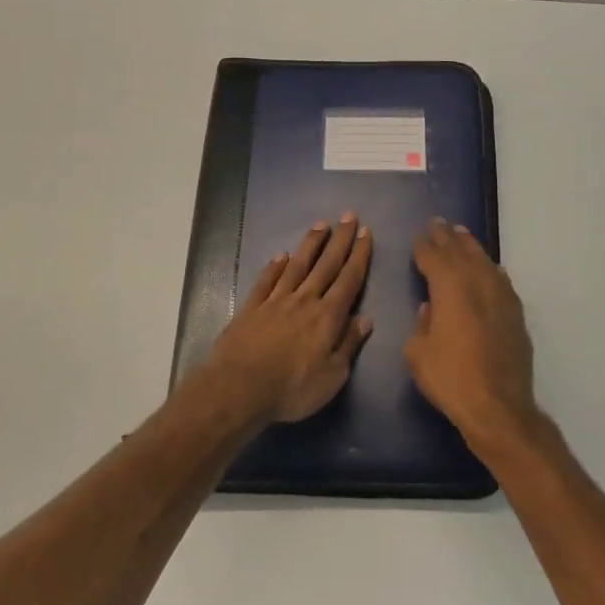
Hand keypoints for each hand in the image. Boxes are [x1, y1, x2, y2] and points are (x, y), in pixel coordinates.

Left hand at [205, 215, 372, 422]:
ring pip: (297, 265)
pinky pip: (266, 280)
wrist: (239, 388)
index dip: (359, 255)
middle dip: (339, 240)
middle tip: (347, 216)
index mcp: (328, 316)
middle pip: (326, 264)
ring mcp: (275, 301)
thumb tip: (366, 319)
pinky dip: (274, 266)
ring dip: (310, 244)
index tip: (365, 233)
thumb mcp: (332, 376)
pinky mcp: (251, 307)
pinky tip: (280, 255)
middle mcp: (304, 300)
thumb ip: (348, 345)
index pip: (349, 279)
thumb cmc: (292, 388)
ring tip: (320, 225)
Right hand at [406, 218, 537, 455]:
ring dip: (470, 246)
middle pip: (460, 251)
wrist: (498, 406)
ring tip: (461, 234)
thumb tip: (430, 309)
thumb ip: (421, 324)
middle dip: (446, 237)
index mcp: (449, 286)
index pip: (433, 256)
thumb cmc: (450, 378)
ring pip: (483, 260)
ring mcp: (501, 295)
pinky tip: (491, 268)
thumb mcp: (417, 353)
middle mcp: (477, 281)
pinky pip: (501, 280)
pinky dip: (492, 270)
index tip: (417, 235)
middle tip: (437, 223)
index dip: (423, 245)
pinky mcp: (515, 313)